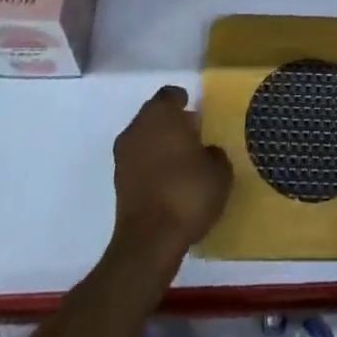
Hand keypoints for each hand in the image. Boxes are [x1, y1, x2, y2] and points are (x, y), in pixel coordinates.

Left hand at [111, 86, 232, 261]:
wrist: (149, 242)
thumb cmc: (187, 193)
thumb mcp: (219, 171)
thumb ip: (214, 153)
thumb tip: (207, 152)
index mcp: (160, 113)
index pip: (170, 95)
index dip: (183, 100)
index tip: (195, 110)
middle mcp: (137, 127)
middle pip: (154, 115)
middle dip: (171, 122)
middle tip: (192, 135)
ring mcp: (123, 156)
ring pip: (144, 139)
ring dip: (159, 145)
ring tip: (182, 161)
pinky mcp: (118, 183)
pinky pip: (138, 163)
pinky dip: (151, 166)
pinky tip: (168, 181)